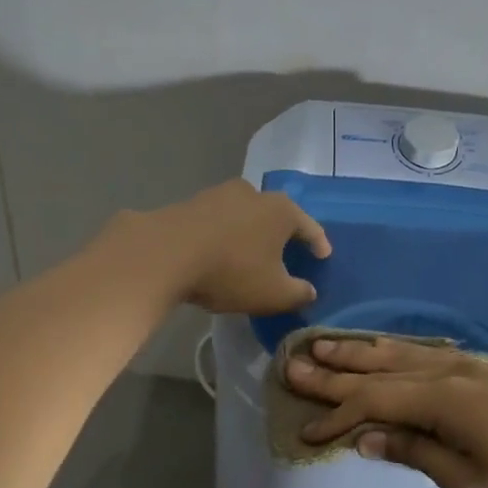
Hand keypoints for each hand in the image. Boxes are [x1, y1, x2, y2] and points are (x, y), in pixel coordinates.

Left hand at [144, 179, 330, 314]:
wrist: (164, 253)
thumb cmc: (230, 271)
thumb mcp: (273, 293)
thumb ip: (298, 293)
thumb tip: (309, 291)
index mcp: (281, 210)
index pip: (309, 226)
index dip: (318, 243)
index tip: (323, 255)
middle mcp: (253, 193)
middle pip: (276, 215)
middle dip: (282, 234)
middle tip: (286, 252)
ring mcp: (220, 194)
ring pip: (245, 215)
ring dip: (250, 233)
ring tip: (250, 253)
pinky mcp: (191, 203)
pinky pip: (219, 221)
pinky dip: (225, 234)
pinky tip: (220, 251)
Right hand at [285, 336, 487, 487]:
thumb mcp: (468, 484)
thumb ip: (414, 452)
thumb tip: (365, 438)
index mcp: (440, 400)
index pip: (372, 402)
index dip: (336, 417)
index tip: (306, 432)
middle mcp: (446, 373)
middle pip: (377, 369)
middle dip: (334, 370)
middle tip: (292, 363)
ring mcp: (465, 368)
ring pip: (398, 354)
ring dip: (358, 352)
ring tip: (323, 346)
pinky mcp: (480, 372)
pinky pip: (421, 354)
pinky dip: (391, 352)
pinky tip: (381, 350)